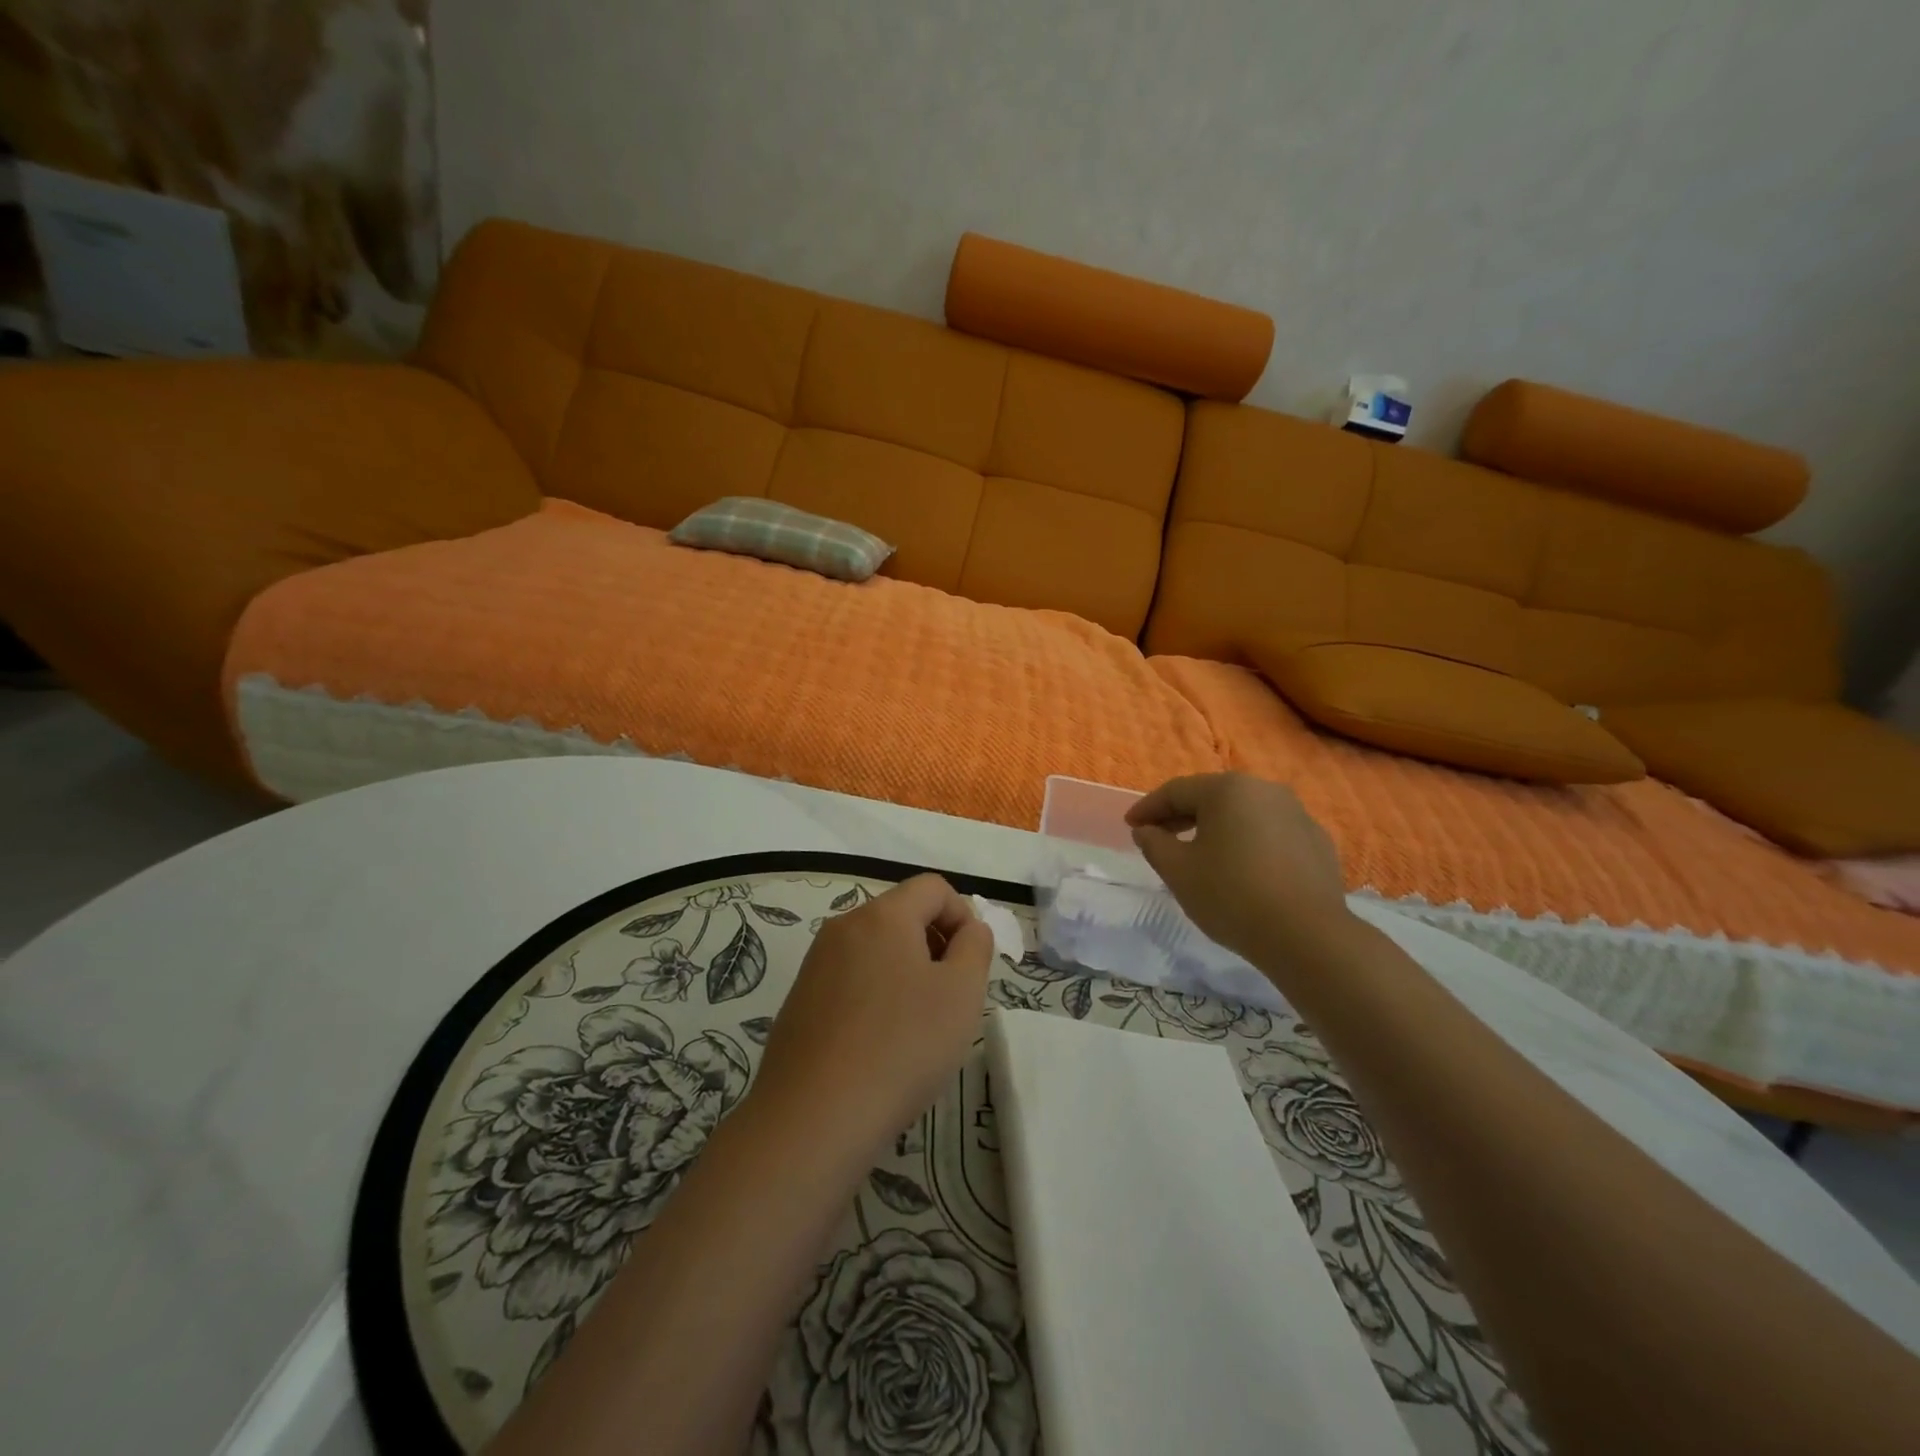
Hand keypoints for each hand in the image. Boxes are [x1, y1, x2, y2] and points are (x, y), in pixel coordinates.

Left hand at [746, 874, 993, 1163]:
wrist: (814, 1118)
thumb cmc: (902, 1047)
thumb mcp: (961, 993)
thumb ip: (975, 947)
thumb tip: (967, 929)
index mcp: (882, 915)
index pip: (933, 887)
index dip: (962, 916)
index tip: (971, 964)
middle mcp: (843, 927)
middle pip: (902, 915)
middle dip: (935, 945)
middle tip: (950, 999)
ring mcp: (816, 964)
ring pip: (877, 949)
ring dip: (907, 973)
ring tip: (917, 1027)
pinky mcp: (800, 1000)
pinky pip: (851, 980)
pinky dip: (876, 996)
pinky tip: (881, 1046)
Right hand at [1125, 772, 1354, 961]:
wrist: (1307, 935)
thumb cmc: (1231, 895)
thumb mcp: (1177, 871)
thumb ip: (1154, 844)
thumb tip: (1146, 830)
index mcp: (1227, 789)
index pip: (1176, 791)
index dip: (1148, 808)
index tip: (1130, 826)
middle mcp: (1265, 790)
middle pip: (1212, 797)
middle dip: (1181, 816)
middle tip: (1159, 837)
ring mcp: (1297, 814)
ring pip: (1244, 815)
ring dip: (1217, 829)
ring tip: (1199, 853)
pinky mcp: (1318, 842)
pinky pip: (1271, 834)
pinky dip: (1249, 844)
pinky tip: (1242, 869)